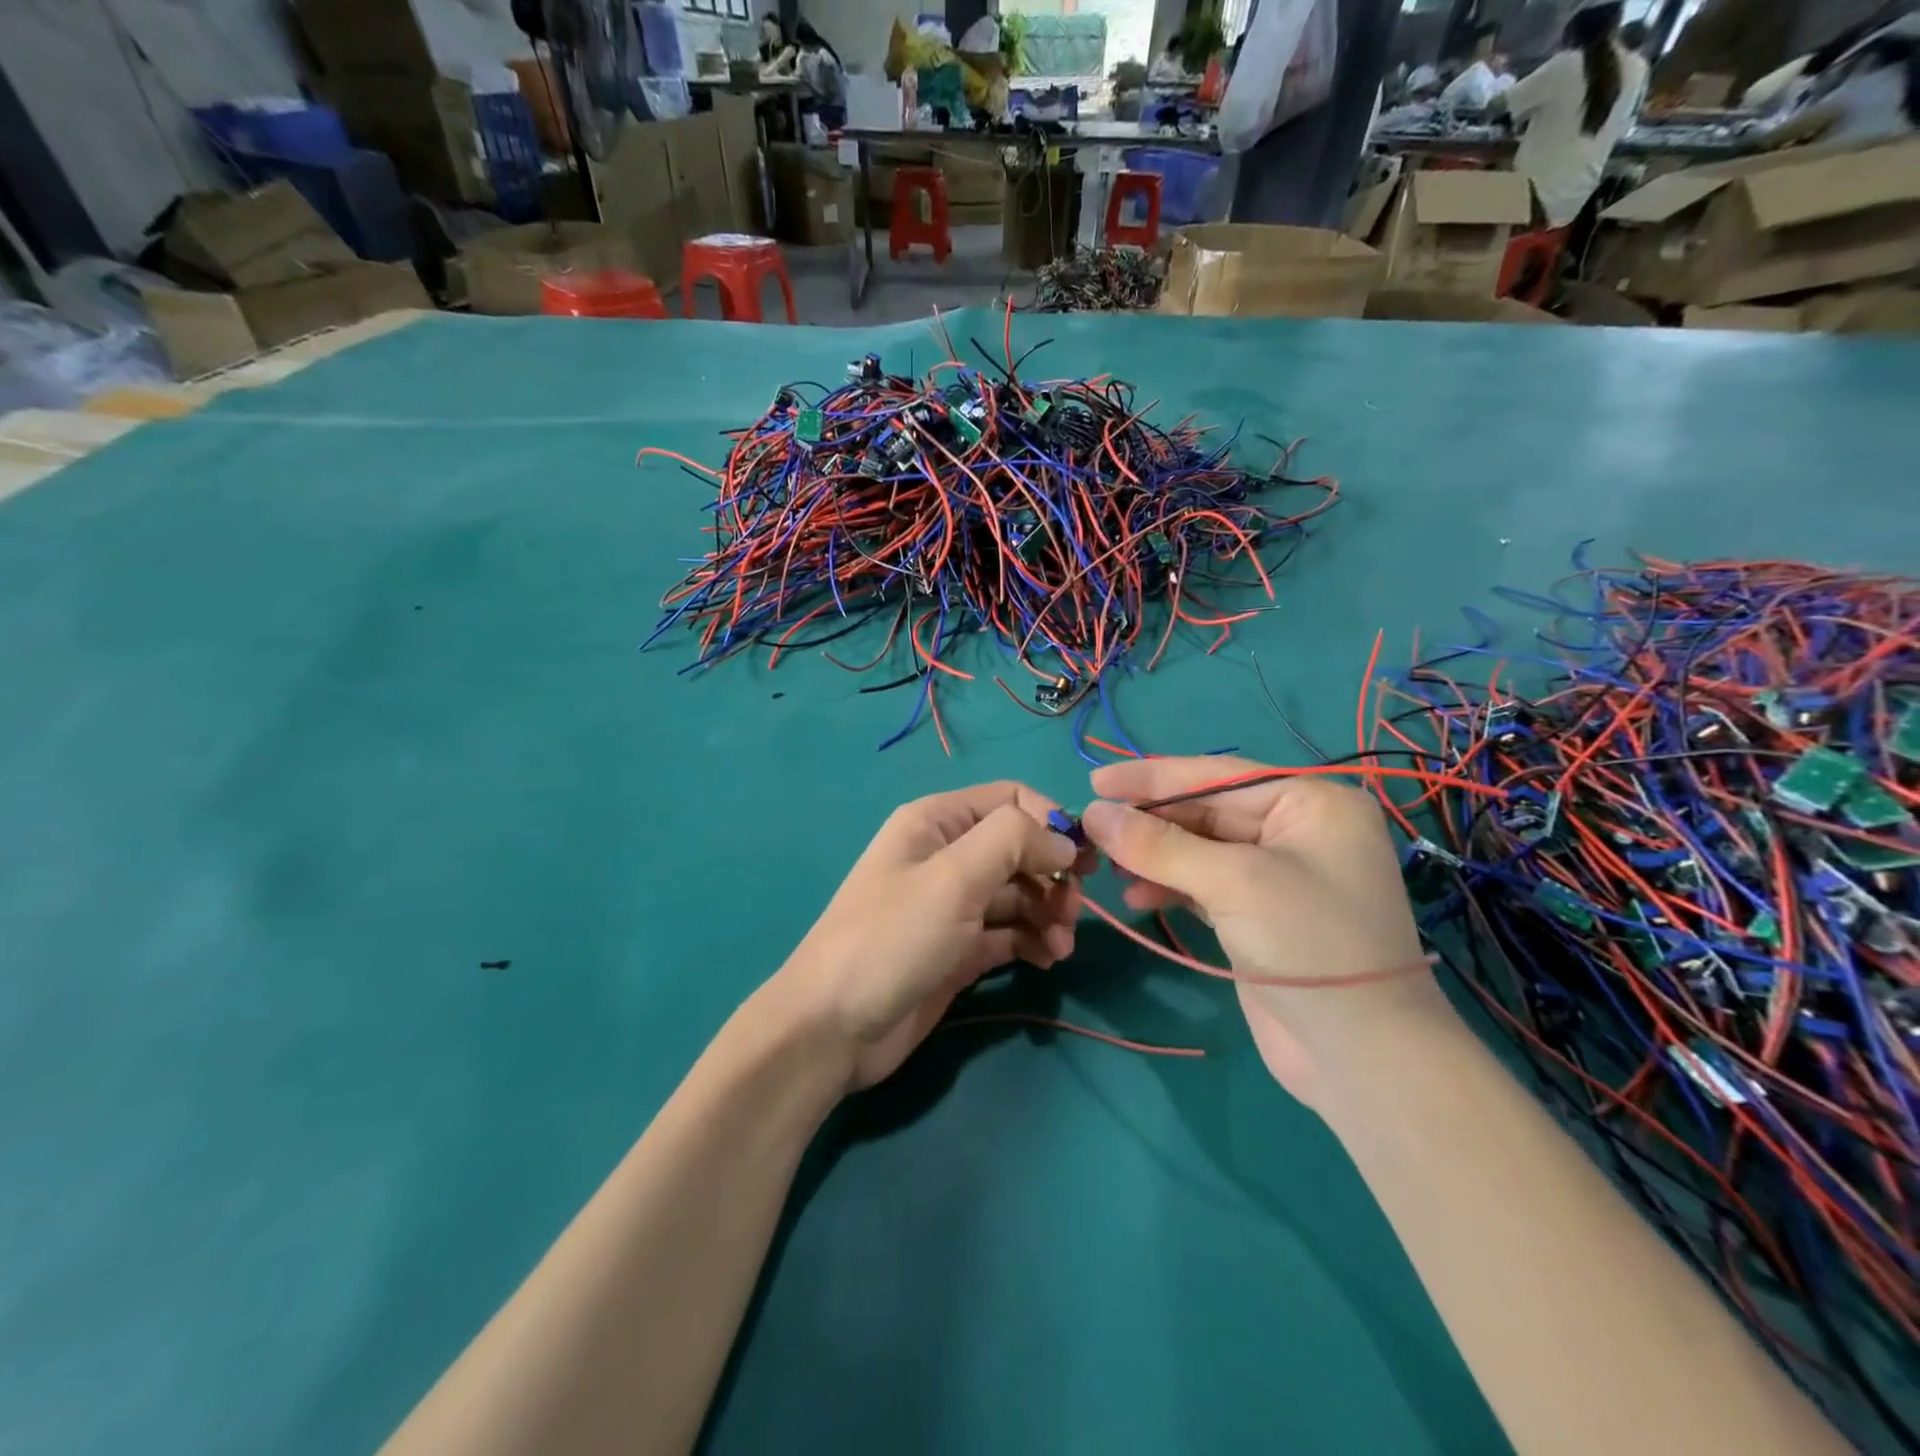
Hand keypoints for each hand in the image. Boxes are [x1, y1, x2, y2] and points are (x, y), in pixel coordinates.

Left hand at [772, 782, 1083, 1092]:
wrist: (833, 1027)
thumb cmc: (892, 938)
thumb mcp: (952, 877)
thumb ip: (1012, 840)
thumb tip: (1062, 839)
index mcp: (937, 821)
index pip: (1011, 799)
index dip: (1051, 821)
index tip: (1083, 860)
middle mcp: (947, 856)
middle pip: (1020, 848)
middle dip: (1053, 874)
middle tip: (1071, 911)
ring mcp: (953, 905)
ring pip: (1019, 893)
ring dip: (1049, 913)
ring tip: (1059, 946)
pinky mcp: (959, 949)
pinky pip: (1010, 933)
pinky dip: (1033, 941)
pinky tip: (1047, 959)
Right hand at [1080, 757, 1448, 1108]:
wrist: (1361, 1056)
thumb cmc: (1310, 943)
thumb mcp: (1233, 882)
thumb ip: (1159, 845)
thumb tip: (1093, 814)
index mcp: (1311, 803)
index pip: (1217, 776)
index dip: (1152, 777)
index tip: (1095, 782)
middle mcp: (1297, 830)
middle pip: (1206, 812)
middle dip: (1150, 822)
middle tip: (1091, 829)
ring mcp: (1277, 875)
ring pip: (1199, 849)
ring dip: (1153, 856)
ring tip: (1107, 867)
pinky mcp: (1258, 914)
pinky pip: (1202, 883)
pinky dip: (1168, 886)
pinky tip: (1135, 895)